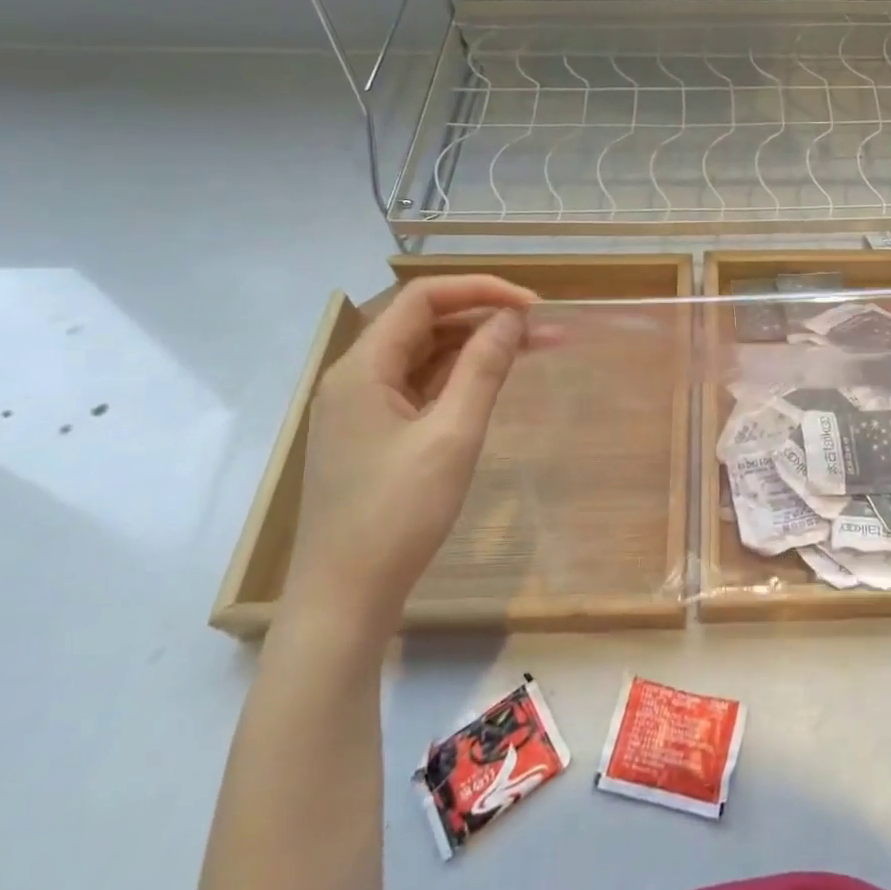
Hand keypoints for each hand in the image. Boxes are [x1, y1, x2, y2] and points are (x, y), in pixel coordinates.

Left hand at [283, 275, 537, 642]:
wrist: (345, 599)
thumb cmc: (397, 514)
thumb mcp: (452, 436)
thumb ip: (483, 369)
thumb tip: (512, 318)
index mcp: (362, 367)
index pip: (423, 298)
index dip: (481, 290)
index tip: (533, 306)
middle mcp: (356, 376)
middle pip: (425, 323)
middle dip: (486, 317)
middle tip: (545, 329)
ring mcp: (362, 406)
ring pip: (426, 354)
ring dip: (478, 346)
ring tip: (535, 348)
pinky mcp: (374, 433)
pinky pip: (421, 385)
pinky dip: (459, 376)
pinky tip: (494, 379)